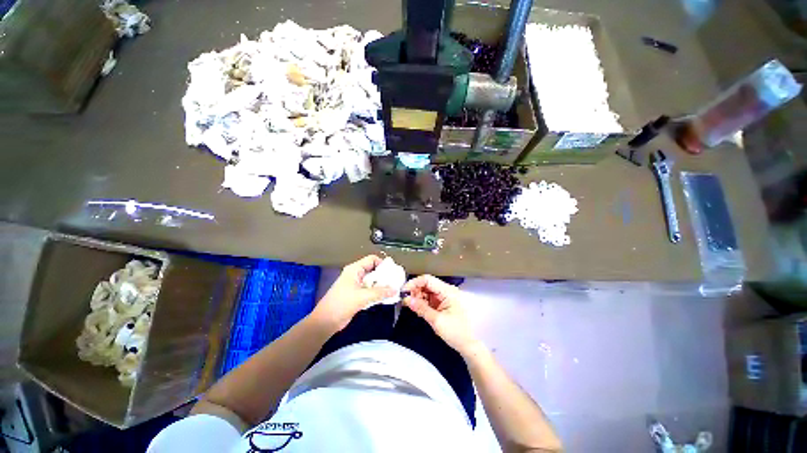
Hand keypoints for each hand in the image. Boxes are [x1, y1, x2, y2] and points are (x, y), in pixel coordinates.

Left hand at [313, 255, 395, 332]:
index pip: (372, 259)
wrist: (326, 321)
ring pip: (373, 281)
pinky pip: (370, 290)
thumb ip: (380, 292)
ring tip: (393, 290)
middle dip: (384, 276)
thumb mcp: (362, 296)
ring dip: (382, 286)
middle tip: (396, 282)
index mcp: (355, 269)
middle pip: (373, 270)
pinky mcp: (357, 295)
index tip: (393, 272)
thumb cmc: (342, 304)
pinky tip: (386, 298)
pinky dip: (378, 293)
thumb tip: (395, 290)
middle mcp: (356, 274)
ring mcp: (356, 285)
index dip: (383, 264)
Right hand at [402, 275, 481, 356]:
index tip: (403, 291)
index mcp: (448, 291)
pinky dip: (421, 301)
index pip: (428, 280)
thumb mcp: (437, 321)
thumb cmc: (456, 332)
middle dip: (414, 290)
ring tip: (409, 304)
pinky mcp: (442, 302)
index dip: (414, 283)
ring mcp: (444, 296)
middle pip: (426, 284)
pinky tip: (416, 307)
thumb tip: (406, 299)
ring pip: (426, 290)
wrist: (469, 345)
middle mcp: (446, 290)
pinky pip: (429, 298)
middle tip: (404, 300)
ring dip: (417, 296)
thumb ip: (421, 308)